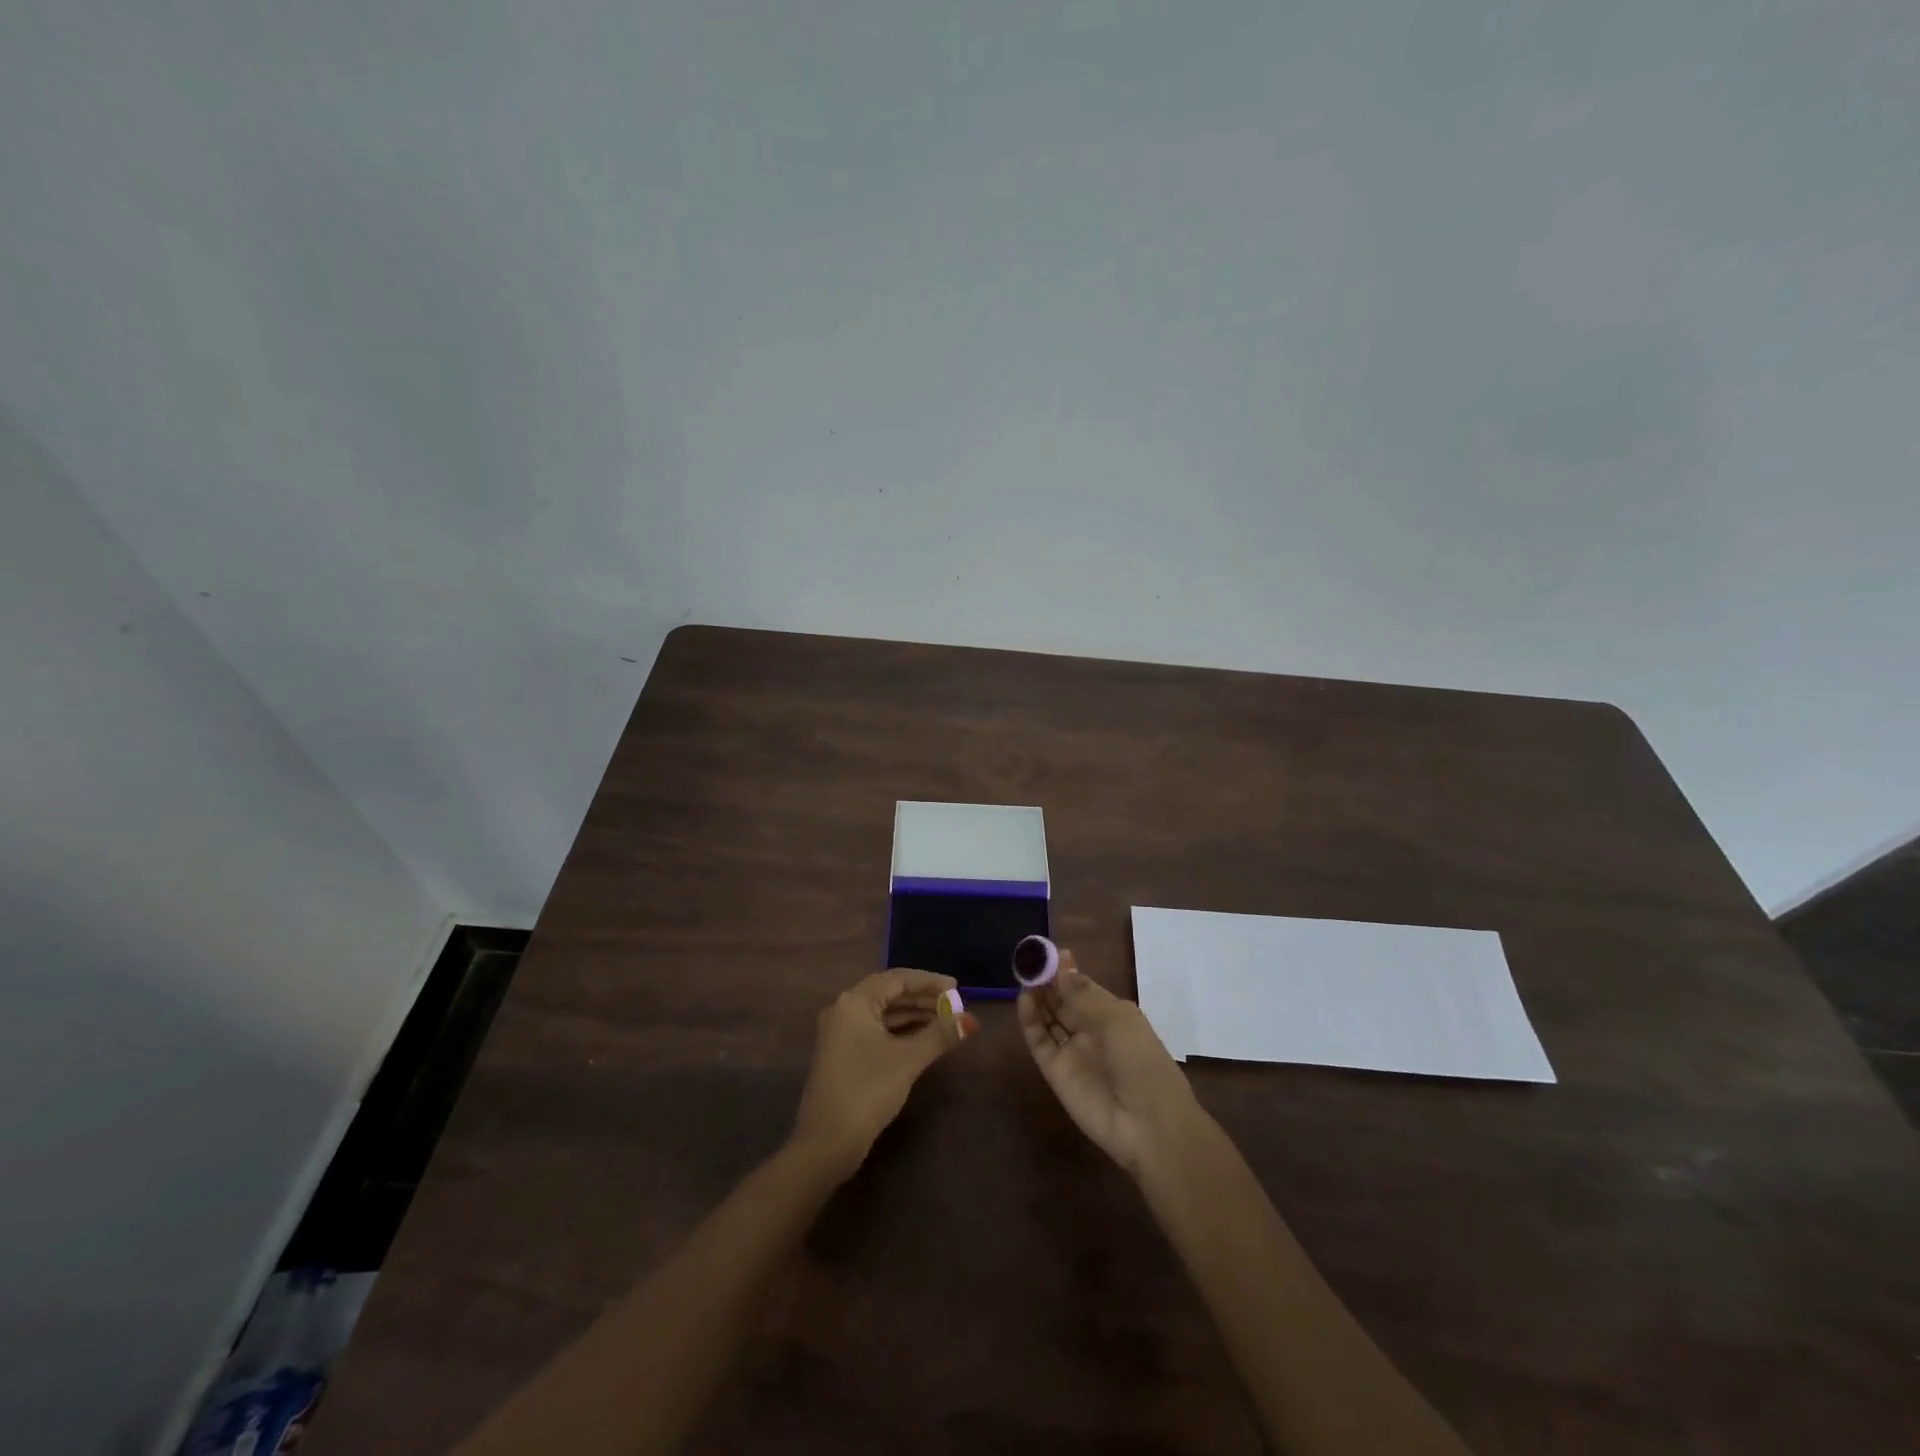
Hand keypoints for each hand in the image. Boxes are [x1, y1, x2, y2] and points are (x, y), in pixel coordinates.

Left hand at [793, 969, 977, 1176]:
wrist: (826, 1143)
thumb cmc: (867, 1091)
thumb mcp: (908, 1060)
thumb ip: (940, 1035)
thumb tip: (970, 1020)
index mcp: (854, 1002)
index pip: (897, 979)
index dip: (929, 981)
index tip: (956, 988)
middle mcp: (844, 1010)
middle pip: (889, 994)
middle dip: (922, 999)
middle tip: (953, 1006)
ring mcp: (840, 1033)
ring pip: (883, 1014)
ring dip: (913, 1016)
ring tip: (944, 1022)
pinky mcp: (842, 1054)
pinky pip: (876, 1030)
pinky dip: (899, 1031)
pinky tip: (922, 1040)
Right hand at [1018, 950, 1201, 1176]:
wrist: (1148, 1125)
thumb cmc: (1142, 1061)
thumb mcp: (1117, 1019)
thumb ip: (1083, 994)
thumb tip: (1063, 964)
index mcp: (1113, 1015)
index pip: (1083, 987)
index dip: (1066, 970)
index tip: (1047, 952)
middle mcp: (1091, 1031)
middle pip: (1063, 1001)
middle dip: (1047, 982)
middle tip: (1028, 961)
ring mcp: (1072, 1052)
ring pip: (1049, 1019)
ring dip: (1037, 998)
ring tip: (1023, 976)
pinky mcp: (1056, 1072)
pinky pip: (1040, 1042)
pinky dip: (1030, 1022)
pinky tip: (1024, 1000)